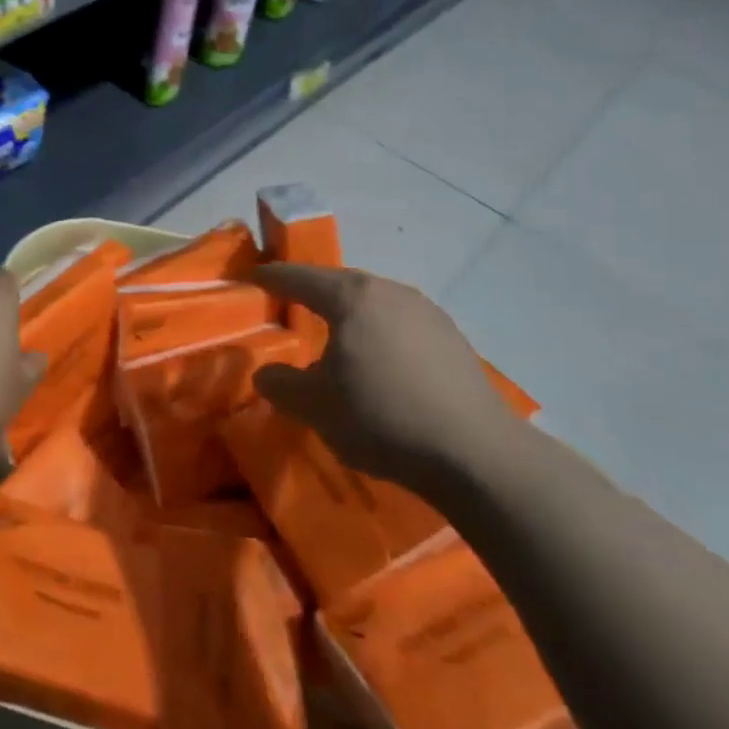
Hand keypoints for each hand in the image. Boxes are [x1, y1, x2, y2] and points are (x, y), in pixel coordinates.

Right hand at [252, 263, 520, 492]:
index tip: (255, 276)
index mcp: (352, 298)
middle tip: (290, 302)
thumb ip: (280, 384)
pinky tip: (379, 360)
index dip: (273, 277)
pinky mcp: (452, 338)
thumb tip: (266, 373)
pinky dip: (379, 331)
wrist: (474, 452)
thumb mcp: (313, 406)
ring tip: (334, 334)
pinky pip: (400, 323)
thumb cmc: (380, 417)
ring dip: (349, 312)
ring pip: (374, 302)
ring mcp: (427, 312)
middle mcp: (390, 292)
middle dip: (313, 291)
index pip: (301, 278)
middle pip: (340, 283)